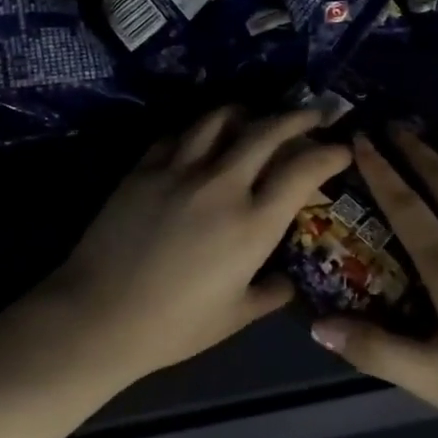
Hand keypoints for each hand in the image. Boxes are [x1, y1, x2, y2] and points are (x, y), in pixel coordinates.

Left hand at [46, 105, 350, 382]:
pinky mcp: (144, 167)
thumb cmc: (173, 326)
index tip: (341, 148)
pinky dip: (199, 129)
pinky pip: (178, 134)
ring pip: (220, 118)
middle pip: (267, 130)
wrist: (97, 316)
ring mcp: (179, 170)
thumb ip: (269, 294)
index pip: (302, 171)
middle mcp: (222, 185)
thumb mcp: (234, 317)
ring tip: (254, 116)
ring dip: (246, 112)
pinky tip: (201, 137)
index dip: (328, 153)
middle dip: (298, 116)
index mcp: (252, 224)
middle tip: (312, 113)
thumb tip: (287, 281)